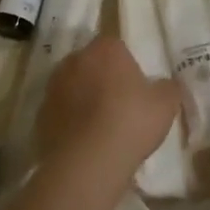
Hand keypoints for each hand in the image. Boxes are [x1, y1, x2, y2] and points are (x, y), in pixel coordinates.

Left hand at [32, 37, 180, 183]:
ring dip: (83, 98)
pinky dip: (69, 121)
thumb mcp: (166, 104)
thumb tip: (166, 84)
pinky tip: (83, 141)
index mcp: (106, 49)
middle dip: (101, 78)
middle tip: (119, 104)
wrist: (88, 161)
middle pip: (91, 63)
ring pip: (72, 86)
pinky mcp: (40, 114)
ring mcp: (53, 86)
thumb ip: (168, 88)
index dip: (126, 66)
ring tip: (100, 126)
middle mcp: (75, 60)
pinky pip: (60, 112)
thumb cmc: (131, 122)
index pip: (116, 47)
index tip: (135, 87)